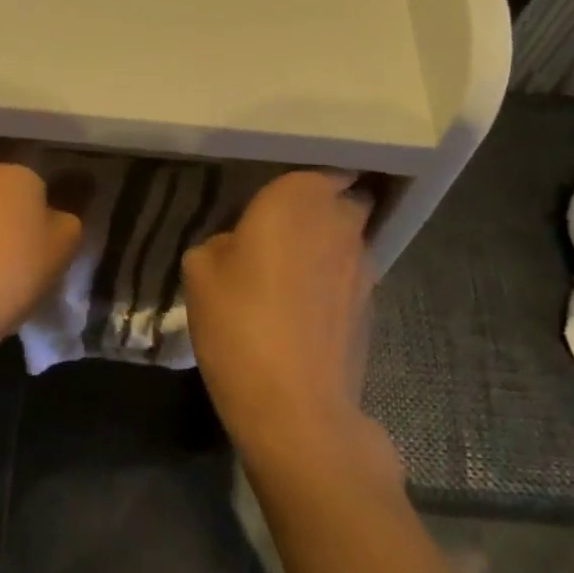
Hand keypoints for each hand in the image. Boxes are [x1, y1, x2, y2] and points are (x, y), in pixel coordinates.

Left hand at [0, 153, 85, 364]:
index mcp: (14, 170)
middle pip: (4, 191)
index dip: (47, 215)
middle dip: (13, 216)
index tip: (48, 245)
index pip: (40, 184)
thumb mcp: (63, 246)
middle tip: (24, 255)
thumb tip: (55, 213)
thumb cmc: (13, 272)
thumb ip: (67, 218)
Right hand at [182, 169, 381, 462]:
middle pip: (340, 200)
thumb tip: (239, 247)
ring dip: (326, 247)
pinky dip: (333, 283)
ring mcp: (365, 265)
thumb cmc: (240, 322)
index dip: (298, 182)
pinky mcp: (373, 306)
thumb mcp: (200, 270)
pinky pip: (350, 277)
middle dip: (318, 209)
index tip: (272, 198)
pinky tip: (303, 310)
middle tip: (279, 231)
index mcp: (299, 198)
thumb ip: (222, 242)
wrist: (295, 406)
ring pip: (348, 239)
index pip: (318, 167)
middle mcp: (341, 221)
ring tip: (290, 275)